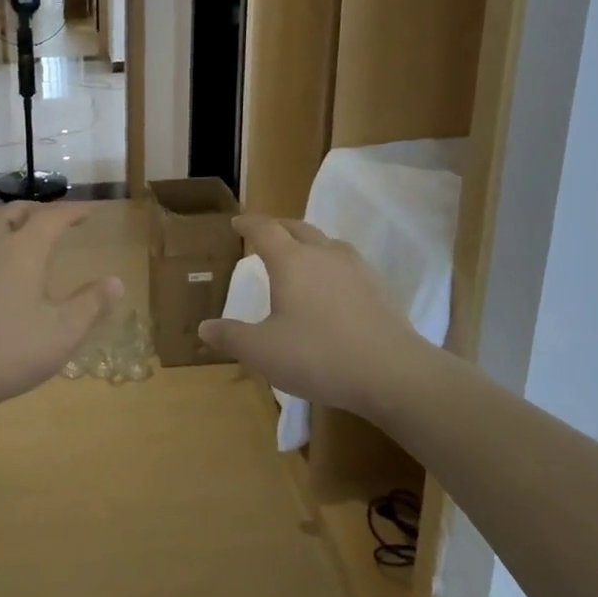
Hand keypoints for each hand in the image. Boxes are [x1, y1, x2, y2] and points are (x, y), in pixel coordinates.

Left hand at [0, 202, 121, 423]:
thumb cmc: (7, 350)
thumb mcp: (62, 332)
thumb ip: (91, 304)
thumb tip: (116, 282)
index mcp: (23, 247)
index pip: (53, 216)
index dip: (73, 211)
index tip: (88, 212)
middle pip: (15, 212)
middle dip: (38, 212)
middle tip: (54, 222)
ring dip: (7, 222)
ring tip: (18, 235)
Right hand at [197, 216, 445, 419]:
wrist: (393, 373)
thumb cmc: (318, 356)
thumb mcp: (263, 351)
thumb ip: (231, 337)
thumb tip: (204, 327)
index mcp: (291, 261)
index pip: (265, 229)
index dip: (249, 224)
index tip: (237, 223)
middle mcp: (323, 254)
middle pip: (298, 228)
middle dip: (278, 227)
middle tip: (266, 234)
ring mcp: (356, 269)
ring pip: (327, 242)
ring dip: (309, 243)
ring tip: (301, 257)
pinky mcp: (379, 289)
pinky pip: (348, 264)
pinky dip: (332, 265)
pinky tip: (334, 287)